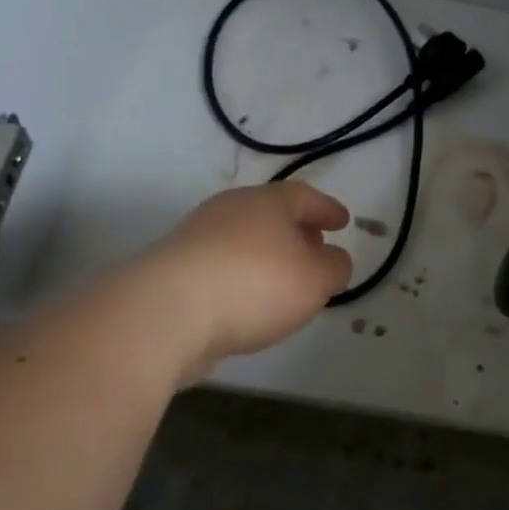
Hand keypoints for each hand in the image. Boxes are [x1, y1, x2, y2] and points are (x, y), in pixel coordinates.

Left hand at [149, 182, 353, 370]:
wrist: (165, 312)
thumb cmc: (254, 285)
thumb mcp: (315, 279)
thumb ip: (335, 267)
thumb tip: (333, 259)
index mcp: (267, 202)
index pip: (305, 197)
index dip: (327, 209)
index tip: (343, 222)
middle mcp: (230, 209)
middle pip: (270, 213)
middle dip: (296, 230)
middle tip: (315, 247)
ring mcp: (196, 236)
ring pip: (244, 238)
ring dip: (267, 254)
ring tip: (283, 280)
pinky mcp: (173, 269)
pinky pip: (221, 264)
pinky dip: (241, 275)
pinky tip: (248, 301)